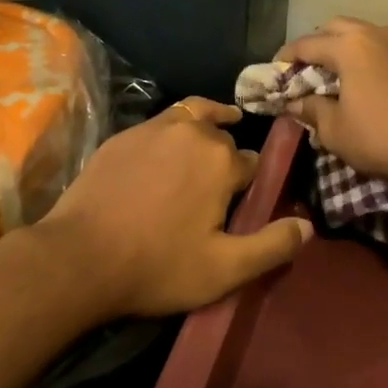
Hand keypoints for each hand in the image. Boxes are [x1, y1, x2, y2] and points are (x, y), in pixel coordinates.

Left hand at [37, 98, 310, 318]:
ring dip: (207, 125)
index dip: (252, 184)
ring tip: (214, 130)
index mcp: (222, 161)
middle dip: (227, 156)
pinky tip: (165, 149)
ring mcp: (153, 128)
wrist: (79, 256)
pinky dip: (173, 129)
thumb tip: (308, 225)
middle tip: (222, 184)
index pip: (252, 164)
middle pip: (223, 138)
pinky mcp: (123, 135)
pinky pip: (160, 123)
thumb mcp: (224, 270)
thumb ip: (271, 246)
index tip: (245, 202)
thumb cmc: (158, 266)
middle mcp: (193, 133)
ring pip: (193, 117)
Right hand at [279, 18, 387, 195]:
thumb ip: (310, 110)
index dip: (285, 58)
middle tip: (307, 71)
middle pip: (336, 28)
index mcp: (349, 46)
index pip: (306, 44)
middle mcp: (376, 34)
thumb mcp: (336, 131)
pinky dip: (372, 58)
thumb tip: (294, 103)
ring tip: (339, 75)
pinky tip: (371, 82)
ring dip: (347, 48)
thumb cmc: (383, 138)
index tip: (274, 72)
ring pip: (366, 34)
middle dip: (317, 45)